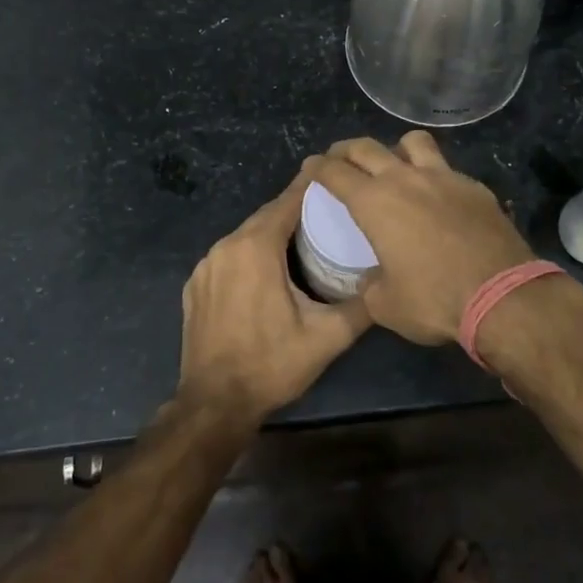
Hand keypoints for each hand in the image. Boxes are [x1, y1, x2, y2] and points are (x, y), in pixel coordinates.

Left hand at [177, 170, 370, 426]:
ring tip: (303, 240)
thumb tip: (387, 284)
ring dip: (272, 233)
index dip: (311, 188)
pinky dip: (249, 254)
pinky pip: (228, 256)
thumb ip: (361, 306)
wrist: (214, 404)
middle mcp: (226, 246)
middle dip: (295, 211)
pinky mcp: (195, 285)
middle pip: (266, 216)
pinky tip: (267, 272)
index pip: (288, 202)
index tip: (334, 177)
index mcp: (256, 247)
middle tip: (327, 214)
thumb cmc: (271, 364)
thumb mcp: (327, 337)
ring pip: (246, 235)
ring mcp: (205, 265)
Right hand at [306, 133, 535, 345]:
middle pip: (367, 147)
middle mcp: (405, 179)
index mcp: (374, 203)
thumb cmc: (434, 300)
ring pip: (413, 142)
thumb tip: (372, 279)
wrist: (502, 295)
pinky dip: (434, 176)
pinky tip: (438, 197)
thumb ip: (370, 286)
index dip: (318, 167)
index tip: (311, 166)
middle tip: (339, 157)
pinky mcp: (474, 187)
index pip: (335, 172)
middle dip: (346, 149)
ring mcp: (444, 178)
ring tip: (395, 163)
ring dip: (396, 148)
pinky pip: (447, 169)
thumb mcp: (386, 305)